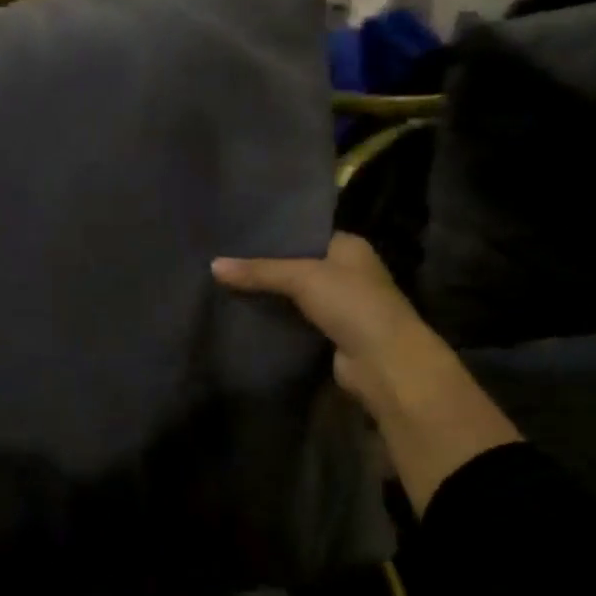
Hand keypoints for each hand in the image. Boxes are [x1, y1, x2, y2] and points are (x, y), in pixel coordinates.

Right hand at [213, 234, 419, 404]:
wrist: (383, 362)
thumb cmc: (352, 304)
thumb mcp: (303, 277)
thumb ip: (259, 271)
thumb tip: (212, 265)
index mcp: (348, 247)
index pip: (305, 233)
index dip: (274, 234)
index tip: (236, 236)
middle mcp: (346, 272)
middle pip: (296, 265)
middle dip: (264, 267)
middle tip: (222, 262)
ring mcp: (339, 305)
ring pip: (293, 295)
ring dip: (267, 295)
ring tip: (223, 286)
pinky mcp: (328, 334)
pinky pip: (293, 321)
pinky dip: (273, 320)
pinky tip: (242, 315)